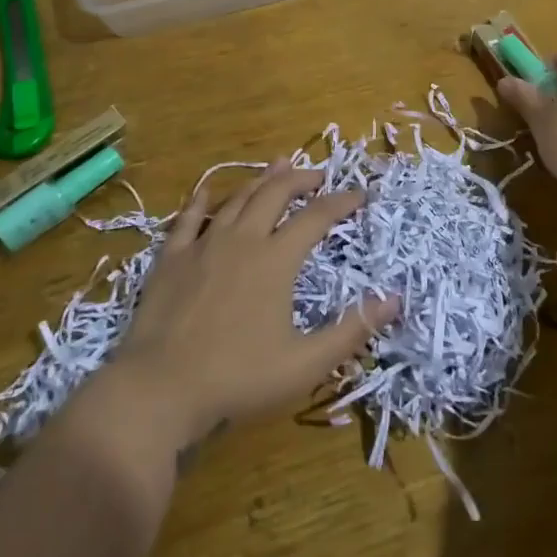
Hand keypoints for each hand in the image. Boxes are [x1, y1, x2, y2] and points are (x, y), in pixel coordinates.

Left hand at [107, 163, 398, 452]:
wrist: (160, 389)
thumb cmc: (237, 378)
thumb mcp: (305, 363)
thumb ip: (353, 329)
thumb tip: (396, 298)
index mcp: (276, 260)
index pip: (316, 217)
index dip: (342, 202)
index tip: (360, 194)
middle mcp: (242, 240)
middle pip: (275, 194)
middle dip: (301, 179)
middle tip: (318, 175)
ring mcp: (203, 245)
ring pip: (237, 198)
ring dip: (261, 180)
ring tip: (278, 166)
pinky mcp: (171, 257)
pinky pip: (189, 218)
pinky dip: (203, 200)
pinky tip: (208, 192)